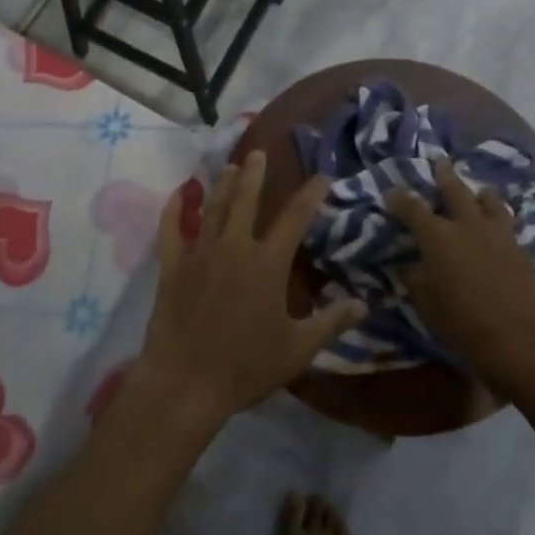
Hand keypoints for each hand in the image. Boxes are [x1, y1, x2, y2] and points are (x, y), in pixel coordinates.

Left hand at [137, 152, 364, 427]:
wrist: (186, 382)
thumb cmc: (246, 366)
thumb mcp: (297, 350)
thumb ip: (331, 323)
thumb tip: (363, 304)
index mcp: (267, 263)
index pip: (294, 218)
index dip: (310, 194)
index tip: (321, 176)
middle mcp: (234, 247)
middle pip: (246, 199)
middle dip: (255, 173)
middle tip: (259, 152)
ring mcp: (200, 253)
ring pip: (213, 208)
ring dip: (223, 184)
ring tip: (231, 167)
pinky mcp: (172, 266)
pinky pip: (171, 230)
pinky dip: (174, 210)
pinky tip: (178, 195)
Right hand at [387, 159, 534, 396]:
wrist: (522, 340)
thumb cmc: (464, 324)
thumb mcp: (427, 305)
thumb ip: (416, 280)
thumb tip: (408, 265)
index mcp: (438, 237)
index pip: (412, 209)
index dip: (400, 199)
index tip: (392, 191)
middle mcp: (468, 226)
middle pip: (455, 190)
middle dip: (444, 175)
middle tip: (440, 162)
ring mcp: (499, 235)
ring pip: (490, 201)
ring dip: (481, 194)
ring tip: (480, 191)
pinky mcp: (523, 249)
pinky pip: (509, 225)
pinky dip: (500, 221)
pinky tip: (500, 229)